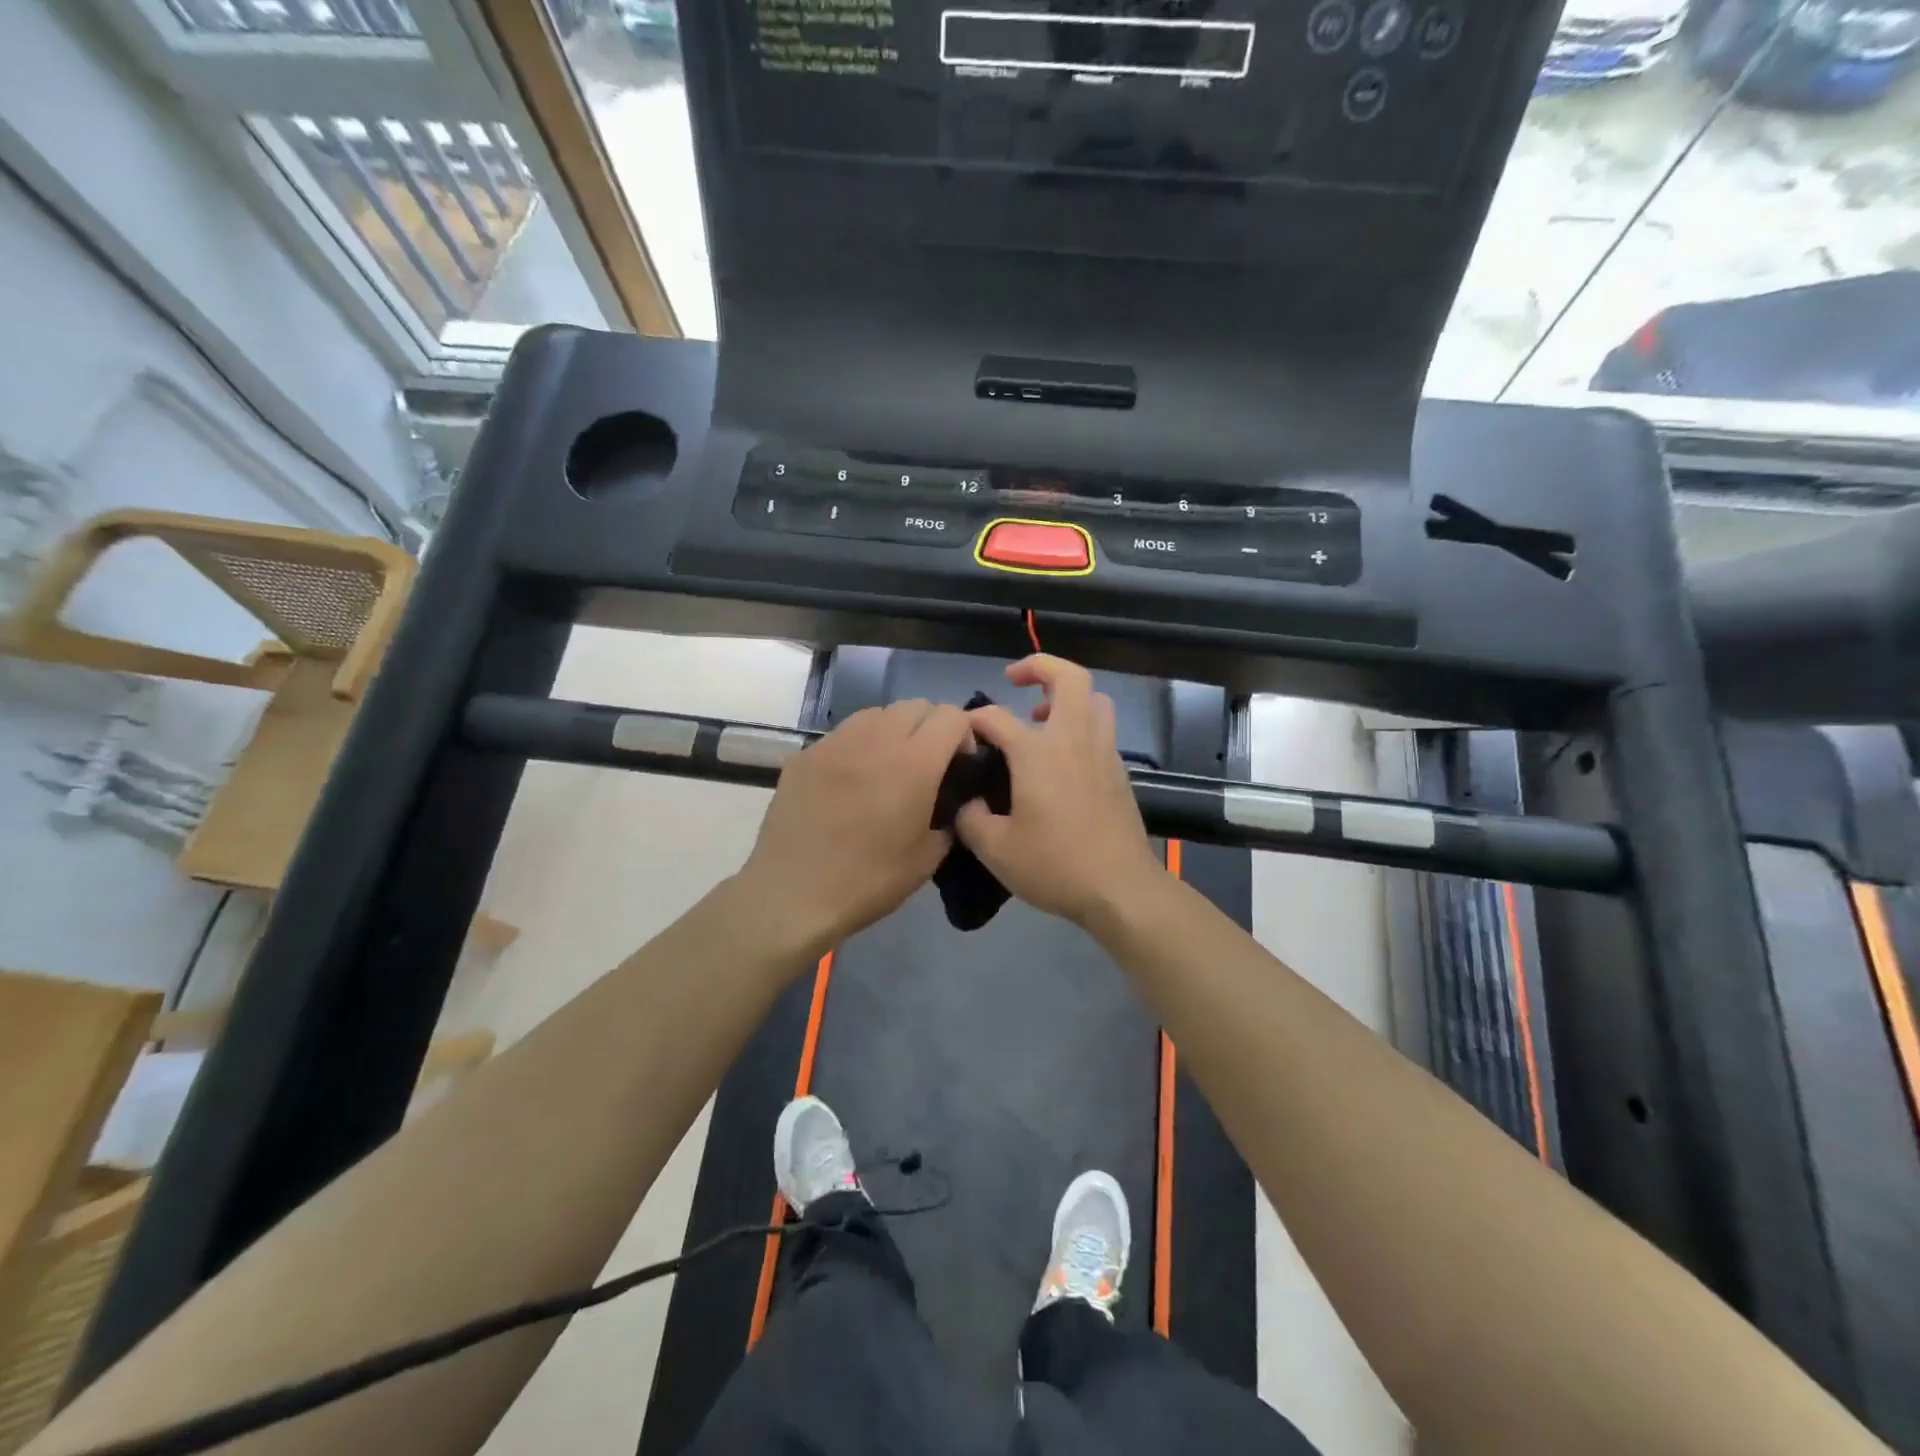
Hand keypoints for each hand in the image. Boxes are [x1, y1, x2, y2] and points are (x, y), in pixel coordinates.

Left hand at [737, 699, 970, 957]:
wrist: (793, 894)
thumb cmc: (868, 880)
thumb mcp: (927, 859)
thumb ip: (948, 821)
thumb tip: (950, 806)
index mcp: (915, 763)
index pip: (952, 716)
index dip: (964, 734)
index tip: (960, 763)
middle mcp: (876, 739)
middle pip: (915, 706)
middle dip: (930, 727)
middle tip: (927, 764)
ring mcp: (835, 742)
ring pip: (877, 713)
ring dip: (893, 730)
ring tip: (887, 766)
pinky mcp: (805, 754)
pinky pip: (842, 735)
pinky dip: (857, 747)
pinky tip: (850, 782)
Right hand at [956, 655, 1167, 928]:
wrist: (1120, 889)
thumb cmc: (1055, 866)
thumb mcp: (996, 849)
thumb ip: (970, 819)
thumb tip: (965, 803)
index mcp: (1038, 752)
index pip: (996, 716)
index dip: (972, 720)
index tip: (961, 736)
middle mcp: (1073, 740)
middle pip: (1069, 677)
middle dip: (1039, 666)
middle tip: (1014, 680)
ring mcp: (1103, 753)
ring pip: (1094, 699)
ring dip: (1067, 695)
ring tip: (1041, 717)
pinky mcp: (1120, 772)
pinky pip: (1102, 729)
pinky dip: (1082, 725)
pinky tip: (1063, 758)